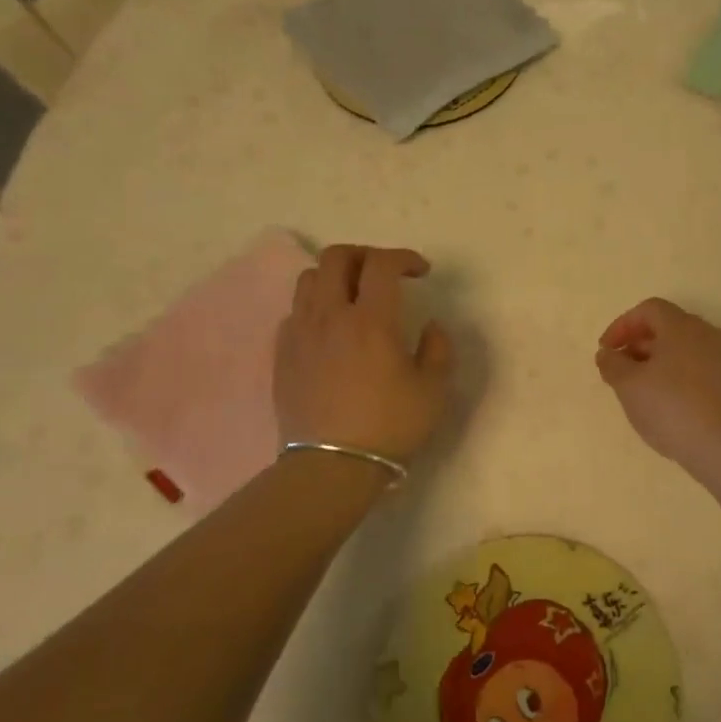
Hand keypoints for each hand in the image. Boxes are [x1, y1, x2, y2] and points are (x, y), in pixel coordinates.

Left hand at [276, 245, 453, 462]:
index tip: (420, 272)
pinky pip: (294, 312)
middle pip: (337, 257)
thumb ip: (438, 349)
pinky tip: (330, 329)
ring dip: (336, 276)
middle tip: (384, 273)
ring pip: (309, 279)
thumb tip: (431, 326)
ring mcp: (300, 333)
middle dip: (365, 255)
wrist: (331, 467)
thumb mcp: (433, 390)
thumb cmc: (389, 427)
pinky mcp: (282, 354)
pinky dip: (315, 306)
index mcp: (371, 321)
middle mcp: (331, 316)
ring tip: (354, 295)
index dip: (404, 258)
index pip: (382, 264)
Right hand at [595, 298, 720, 471]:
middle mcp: (708, 333)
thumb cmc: (672, 407)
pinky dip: (680, 376)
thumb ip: (613, 364)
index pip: (648, 310)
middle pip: (669, 327)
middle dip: (640, 344)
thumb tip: (607, 353)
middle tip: (621, 370)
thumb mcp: (629, 386)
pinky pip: (701, 369)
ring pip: (686, 349)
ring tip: (643, 389)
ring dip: (660, 362)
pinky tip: (671, 404)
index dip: (622, 326)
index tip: (606, 351)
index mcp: (682, 326)